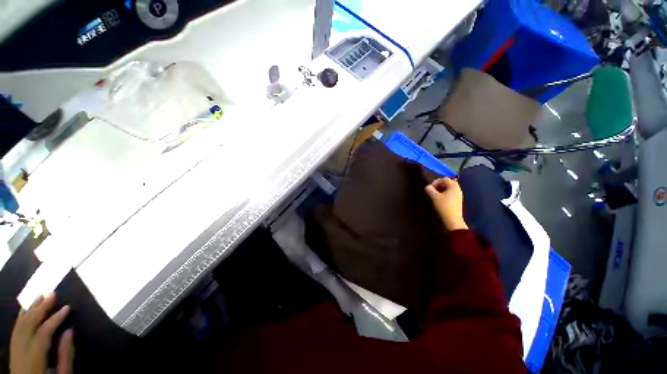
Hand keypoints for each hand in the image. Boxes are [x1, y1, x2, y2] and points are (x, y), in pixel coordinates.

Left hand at [10, 293, 73, 373]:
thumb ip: (65, 355)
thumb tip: (69, 331)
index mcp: (33, 361)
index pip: (43, 334)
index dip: (55, 320)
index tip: (67, 307)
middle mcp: (20, 353)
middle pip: (28, 327)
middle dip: (40, 309)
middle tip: (52, 294)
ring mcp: (14, 351)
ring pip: (20, 326)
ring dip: (31, 309)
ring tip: (41, 295)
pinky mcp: (13, 350)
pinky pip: (15, 331)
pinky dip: (21, 317)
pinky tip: (26, 308)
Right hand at [425, 178, 467, 230]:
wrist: (453, 220)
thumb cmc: (444, 207)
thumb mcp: (434, 197)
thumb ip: (430, 190)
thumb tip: (427, 187)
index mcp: (453, 186)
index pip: (444, 179)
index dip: (436, 181)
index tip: (430, 188)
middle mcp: (458, 189)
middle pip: (448, 182)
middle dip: (440, 185)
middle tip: (433, 190)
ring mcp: (459, 195)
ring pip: (450, 188)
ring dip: (442, 189)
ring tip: (435, 195)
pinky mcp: (458, 201)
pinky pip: (451, 193)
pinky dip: (445, 193)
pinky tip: (440, 199)